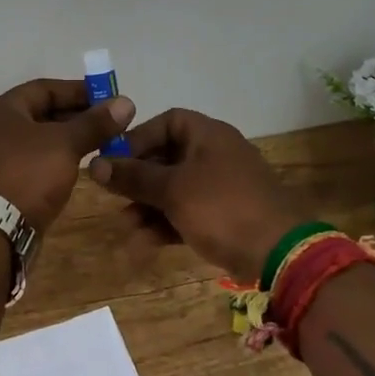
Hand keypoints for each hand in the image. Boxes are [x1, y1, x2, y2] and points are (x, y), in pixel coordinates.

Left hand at [0, 79, 134, 231]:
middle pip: (39, 114)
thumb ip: (94, 123)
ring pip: (36, 141)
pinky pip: (30, 164)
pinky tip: (73, 170)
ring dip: (66, 141)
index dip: (78, 91)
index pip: (44, 88)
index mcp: (2, 109)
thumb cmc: (26, 175)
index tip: (107, 100)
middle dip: (75, 118)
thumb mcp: (65, 144)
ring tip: (98, 147)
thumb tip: (125, 103)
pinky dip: (52, 162)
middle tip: (108, 126)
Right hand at [87, 108, 311, 279]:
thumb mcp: (172, 189)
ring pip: (175, 189)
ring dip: (148, 206)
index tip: (115, 160)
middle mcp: (216, 154)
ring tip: (128, 227)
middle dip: (138, 180)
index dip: (138, 138)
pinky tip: (145, 243)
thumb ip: (132, 176)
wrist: (280, 254)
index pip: (167, 122)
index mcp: (208, 135)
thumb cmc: (221, 208)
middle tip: (115, 197)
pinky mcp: (226, 216)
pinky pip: (188, 212)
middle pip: (167, 157)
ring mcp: (223, 187)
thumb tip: (94, 164)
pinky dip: (167, 223)